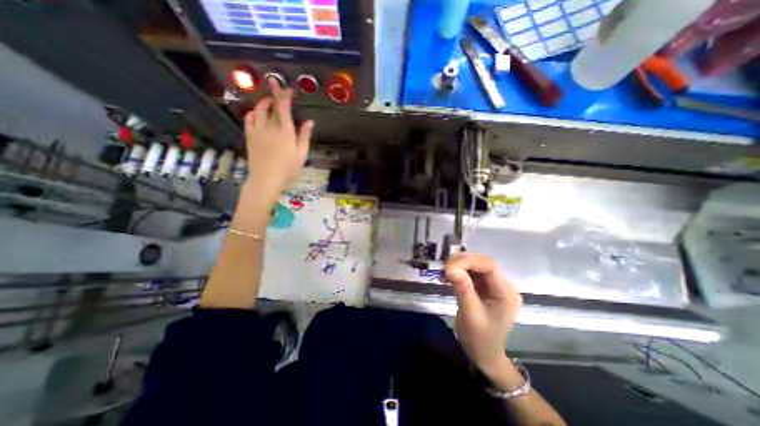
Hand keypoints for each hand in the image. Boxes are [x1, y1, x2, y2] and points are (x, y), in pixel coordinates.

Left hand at [244, 76, 312, 201]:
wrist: (266, 180)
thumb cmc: (288, 170)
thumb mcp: (301, 155)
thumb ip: (304, 137)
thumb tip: (309, 122)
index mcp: (285, 131)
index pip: (283, 107)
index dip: (285, 95)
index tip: (288, 89)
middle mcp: (270, 127)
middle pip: (271, 106)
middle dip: (274, 94)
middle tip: (277, 87)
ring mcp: (257, 131)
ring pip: (258, 110)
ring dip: (263, 102)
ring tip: (268, 101)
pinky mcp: (250, 137)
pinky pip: (248, 119)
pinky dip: (252, 113)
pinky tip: (255, 113)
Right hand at [447, 254, 522, 373]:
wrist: (484, 355)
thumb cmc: (480, 339)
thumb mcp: (470, 315)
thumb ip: (463, 289)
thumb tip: (450, 267)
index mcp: (506, 292)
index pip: (489, 265)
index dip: (469, 261)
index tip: (448, 266)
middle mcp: (502, 285)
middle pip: (483, 262)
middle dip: (462, 261)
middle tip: (444, 269)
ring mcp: (493, 285)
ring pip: (475, 265)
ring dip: (458, 265)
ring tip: (443, 273)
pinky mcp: (484, 287)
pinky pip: (470, 272)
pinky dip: (458, 271)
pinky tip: (447, 277)